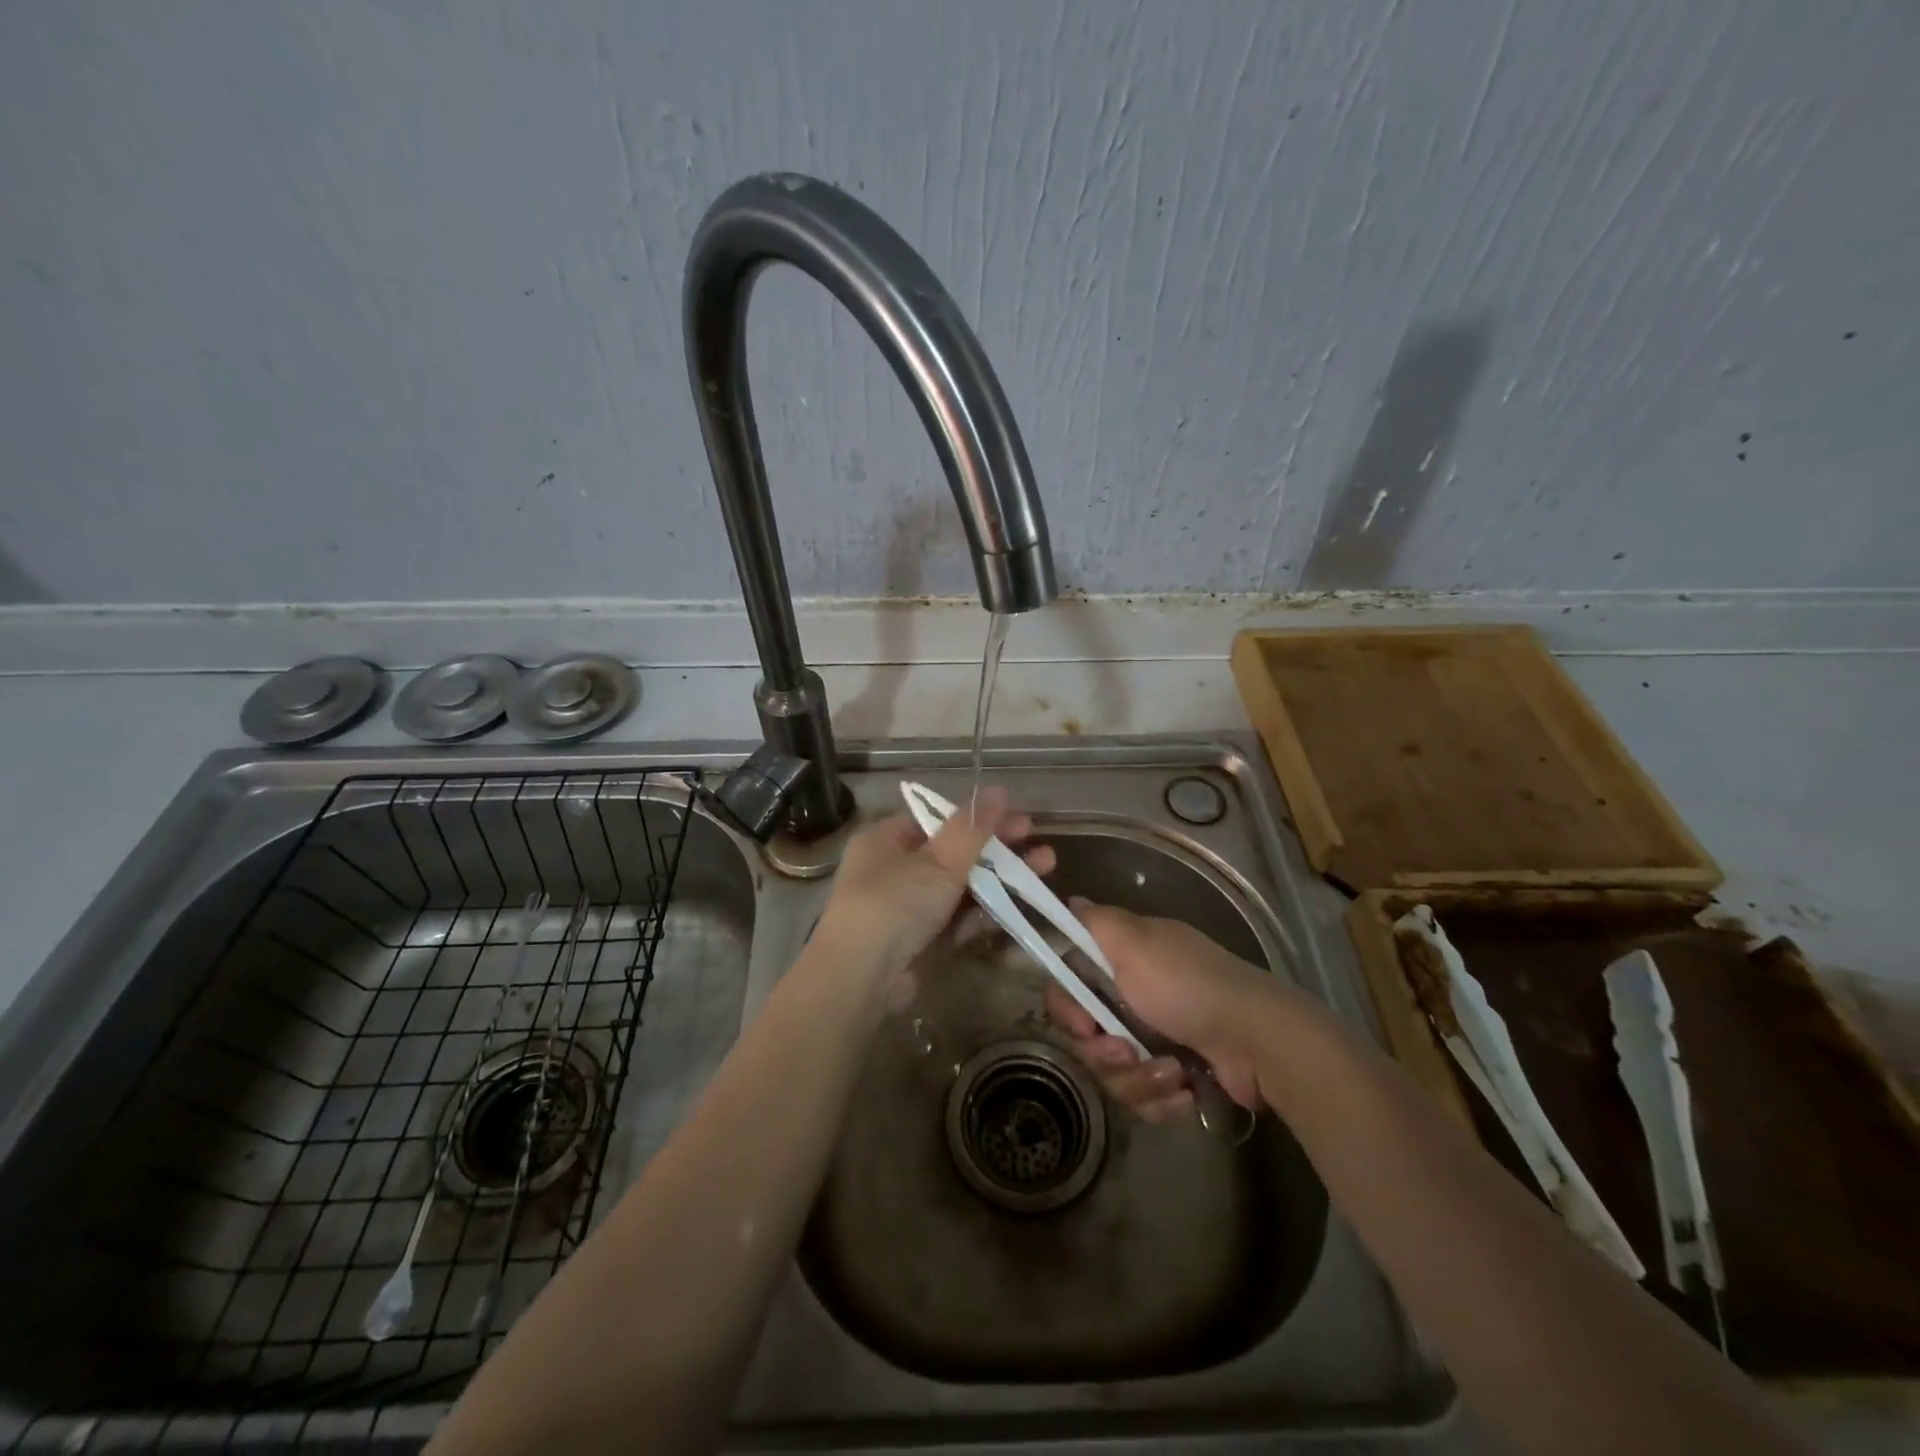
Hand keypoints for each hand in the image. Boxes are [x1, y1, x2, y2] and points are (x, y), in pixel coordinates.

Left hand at [812, 787, 1053, 986]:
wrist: (861, 979)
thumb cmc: (895, 902)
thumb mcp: (938, 860)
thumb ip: (972, 827)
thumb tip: (998, 790)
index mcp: (886, 838)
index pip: (938, 818)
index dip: (980, 818)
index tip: (1019, 819)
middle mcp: (893, 868)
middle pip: (954, 852)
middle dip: (999, 849)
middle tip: (1041, 846)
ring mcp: (906, 907)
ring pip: (960, 886)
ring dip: (1000, 879)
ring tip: (1045, 869)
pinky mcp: (919, 940)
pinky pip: (956, 919)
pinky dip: (984, 912)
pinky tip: (1018, 907)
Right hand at [1045, 902, 1284, 1116]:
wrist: (1257, 1041)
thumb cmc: (1188, 986)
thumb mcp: (1135, 941)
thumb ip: (1096, 922)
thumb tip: (1072, 900)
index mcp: (1123, 961)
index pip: (1071, 986)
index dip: (1067, 1008)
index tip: (1083, 1024)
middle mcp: (1135, 997)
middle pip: (1089, 1037)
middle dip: (1104, 1053)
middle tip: (1127, 1052)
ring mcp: (1156, 1039)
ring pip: (1115, 1073)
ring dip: (1139, 1078)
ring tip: (1172, 1071)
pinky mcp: (1175, 1076)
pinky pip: (1144, 1097)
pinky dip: (1162, 1097)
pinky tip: (1186, 1089)